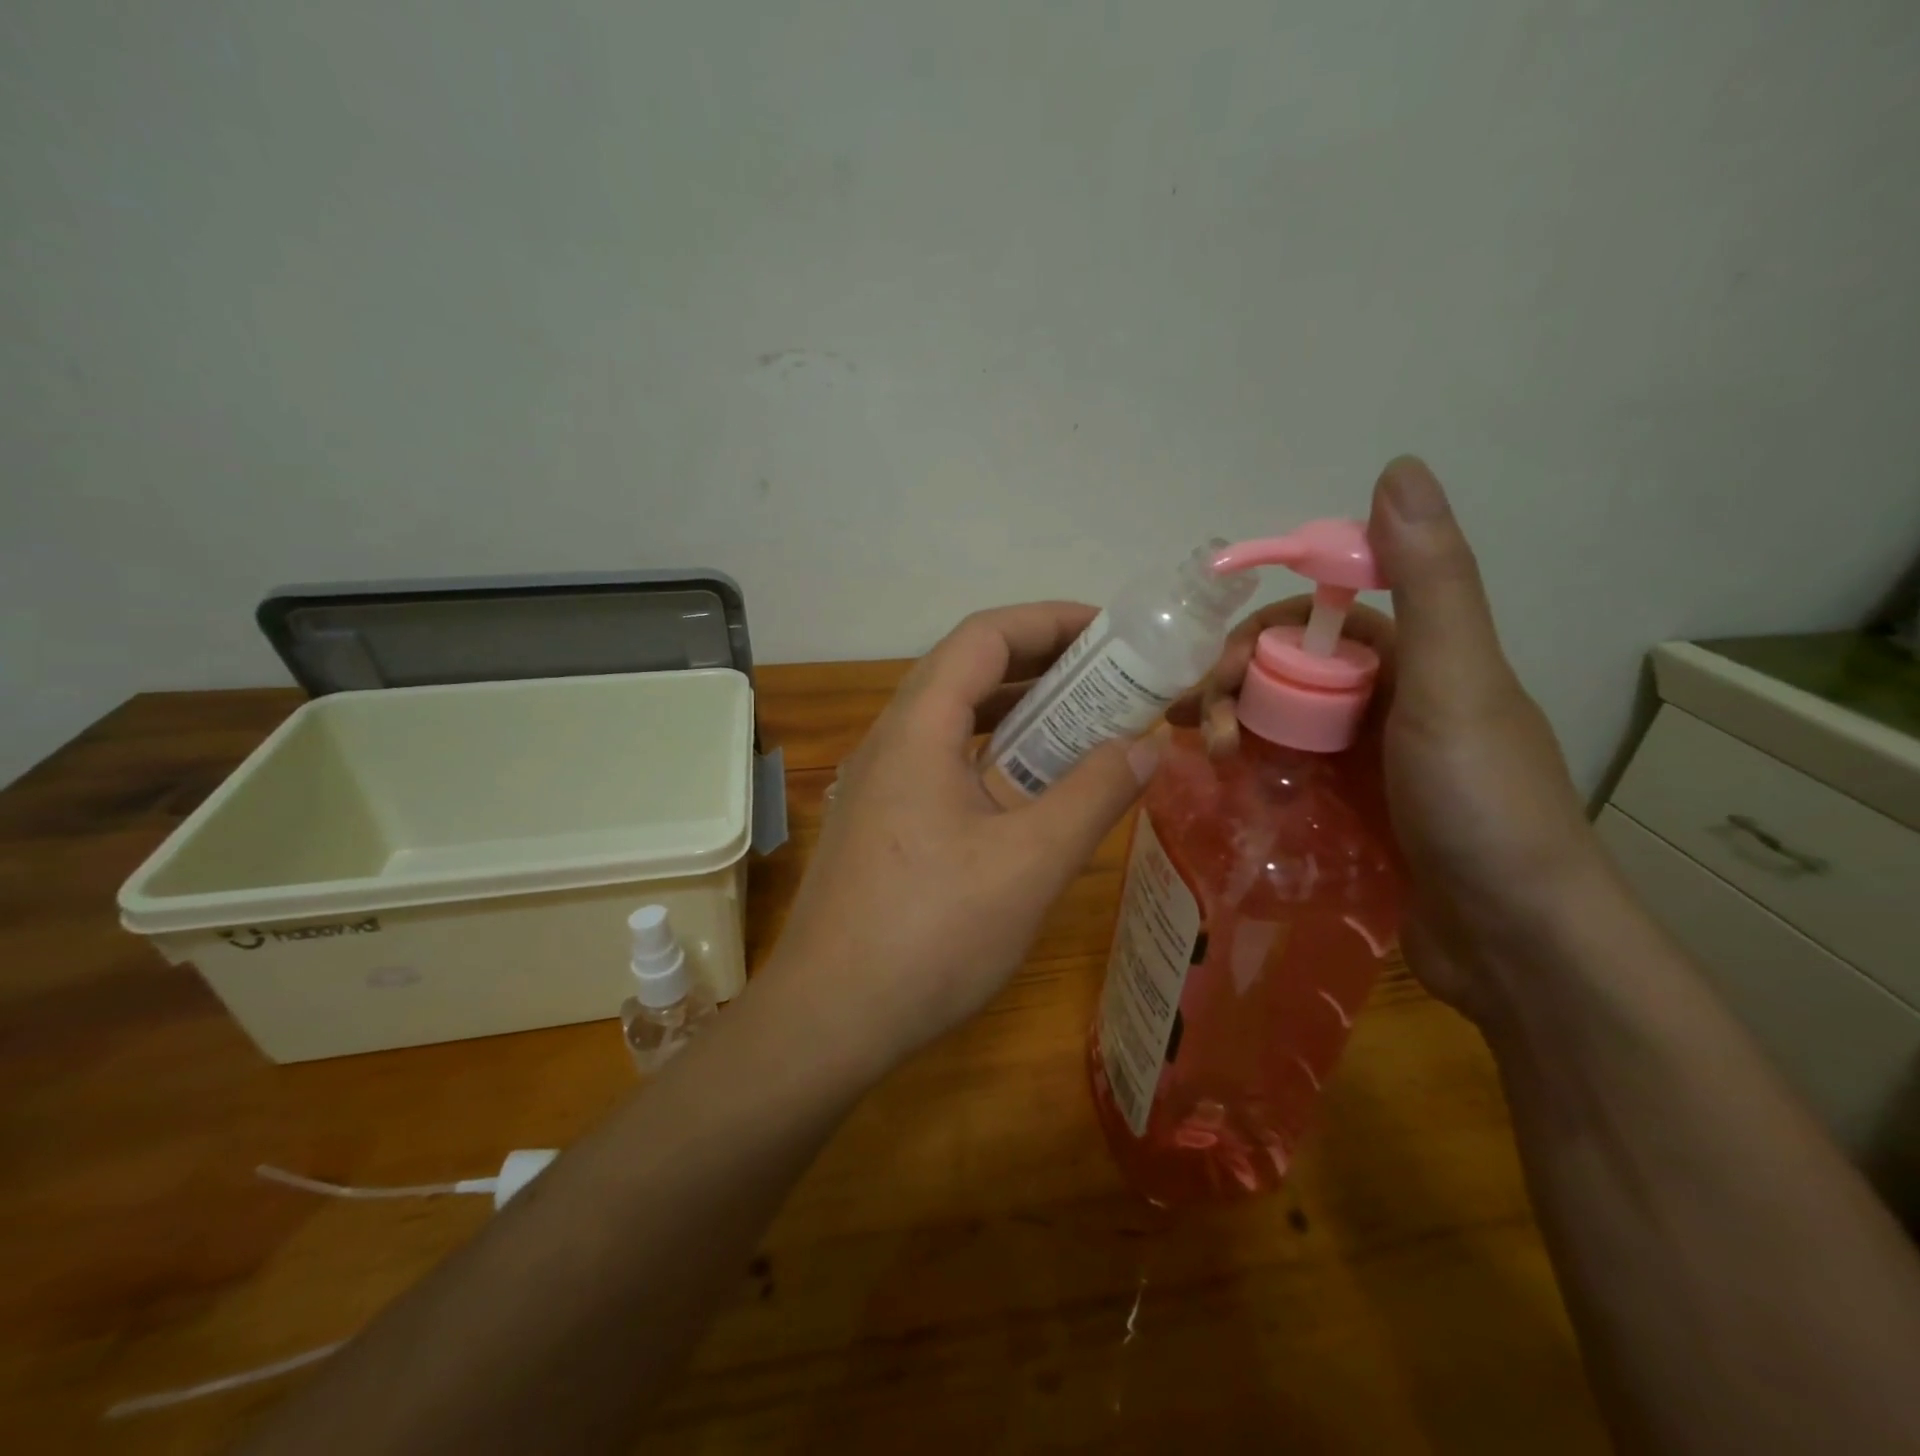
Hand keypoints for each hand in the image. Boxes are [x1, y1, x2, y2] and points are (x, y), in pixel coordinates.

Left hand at [764, 604, 1159, 1070]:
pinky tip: (1029, 790)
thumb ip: (1094, 795)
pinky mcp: (880, 820)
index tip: (1111, 633)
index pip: (984, 636)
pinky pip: (942, 761)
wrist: (829, 1018)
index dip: (1049, 620)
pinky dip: (993, 755)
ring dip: (1017, 711)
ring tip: (1082, 725)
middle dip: (1041, 663)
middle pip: (967, 670)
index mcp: (918, 729)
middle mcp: (891, 740)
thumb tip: (1148, 744)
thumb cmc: (931, 935)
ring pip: (954, 719)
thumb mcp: (1030, 863)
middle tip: (1110, 679)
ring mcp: (879, 782)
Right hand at [1172, 457, 1604, 1020]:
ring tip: (1200, 759)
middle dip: (1234, 687)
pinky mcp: (1350, 816)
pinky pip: (1287, 776)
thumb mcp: (1455, 683)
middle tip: (1196, 725)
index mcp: (1419, 661)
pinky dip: (1252, 773)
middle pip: (1290, 674)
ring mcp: (1368, 764)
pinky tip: (1221, 788)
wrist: (1515, 943)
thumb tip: (1399, 465)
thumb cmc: (1480, 803)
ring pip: (1282, 725)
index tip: (1215, 666)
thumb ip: (1428, 580)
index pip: (1321, 621)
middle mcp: (1391, 704)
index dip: (1263, 632)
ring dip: (1234, 730)